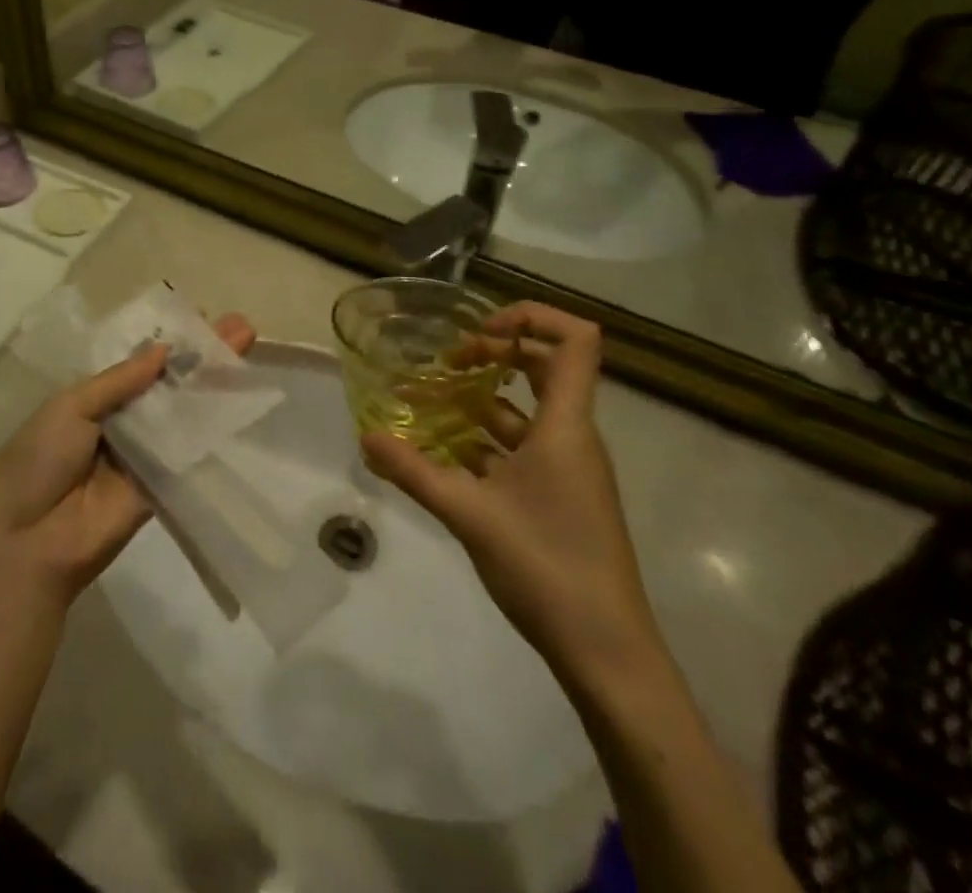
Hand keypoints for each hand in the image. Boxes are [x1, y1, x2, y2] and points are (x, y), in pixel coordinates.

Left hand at [0, 314, 257, 609]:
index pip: (142, 364)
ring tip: (248, 345)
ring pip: (186, 413)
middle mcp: (126, 422)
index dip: (172, 342)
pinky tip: (242, 397)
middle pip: (171, 384)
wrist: (26, 539)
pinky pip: (190, 452)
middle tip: (241, 326)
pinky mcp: (163, 485)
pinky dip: (215, 426)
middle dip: (203, 356)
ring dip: (216, 383)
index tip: (203, 316)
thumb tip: (164, 350)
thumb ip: (120, 381)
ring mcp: (146, 453)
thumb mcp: (70, 406)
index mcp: (96, 399)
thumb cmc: (37, 459)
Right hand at [361, 303, 662, 692]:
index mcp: (566, 426)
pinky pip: (519, 449)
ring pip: (525, 412)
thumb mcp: (469, 514)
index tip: (480, 331)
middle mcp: (572, 436)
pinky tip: (441, 452)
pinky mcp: (558, 497)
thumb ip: (413, 471)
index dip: (531, 318)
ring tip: (426, 403)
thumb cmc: (546, 567)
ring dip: (479, 401)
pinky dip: (483, 441)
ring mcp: (567, 468)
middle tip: (447, 363)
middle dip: (495, 353)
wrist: (606, 653)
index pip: (576, 341)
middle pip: (545, 368)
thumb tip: (365, 437)